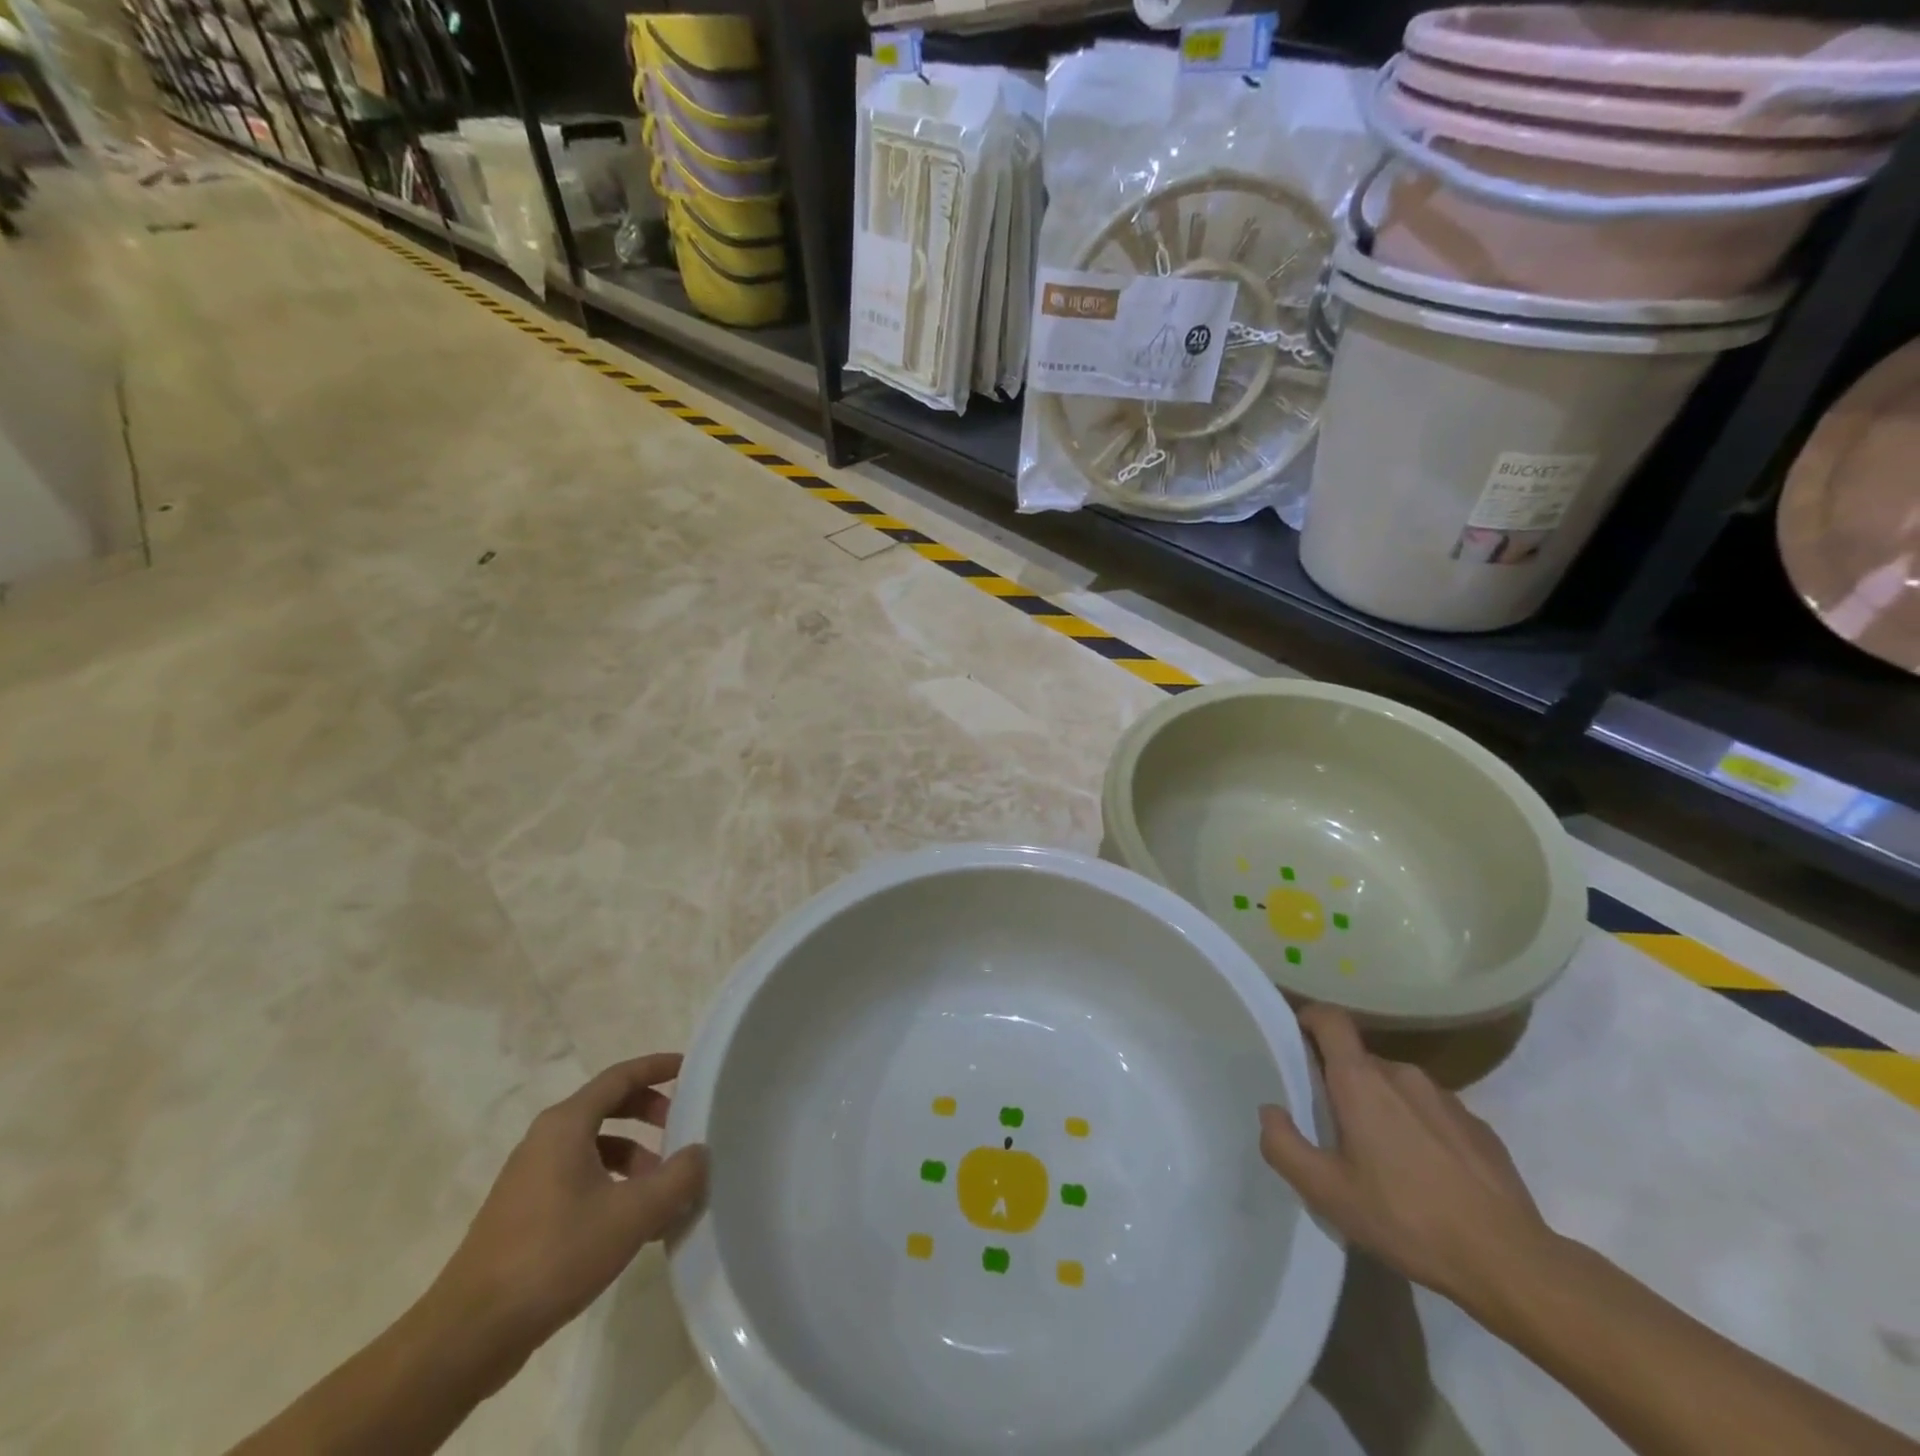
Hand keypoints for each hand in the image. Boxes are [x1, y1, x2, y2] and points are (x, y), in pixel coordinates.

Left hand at [426, 1054, 707, 1376]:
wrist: (469, 1335)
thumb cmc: (554, 1256)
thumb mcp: (632, 1215)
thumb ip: (677, 1178)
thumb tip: (700, 1154)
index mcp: (566, 1124)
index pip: (620, 1076)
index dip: (657, 1068)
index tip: (690, 1069)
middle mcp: (544, 1139)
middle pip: (607, 1106)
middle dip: (649, 1112)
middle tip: (681, 1129)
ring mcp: (529, 1177)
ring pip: (594, 1146)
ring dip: (634, 1156)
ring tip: (662, 1190)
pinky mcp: (523, 1213)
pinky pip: (579, 1177)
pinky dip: (611, 1184)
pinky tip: (631, 1224)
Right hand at [1258, 1005, 1554, 1312]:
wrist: (1510, 1263)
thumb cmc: (1406, 1219)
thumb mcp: (1326, 1192)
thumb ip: (1283, 1145)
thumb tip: (1271, 1111)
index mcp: (1361, 1080)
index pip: (1330, 1019)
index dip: (1309, 1020)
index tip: (1297, 1044)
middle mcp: (1403, 1075)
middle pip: (1360, 1060)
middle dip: (1342, 1084)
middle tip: (1336, 1130)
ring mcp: (1447, 1099)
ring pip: (1398, 1087)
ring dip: (1383, 1108)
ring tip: (1384, 1160)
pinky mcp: (1480, 1128)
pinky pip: (1434, 1113)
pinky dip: (1420, 1130)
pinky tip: (1427, 1177)